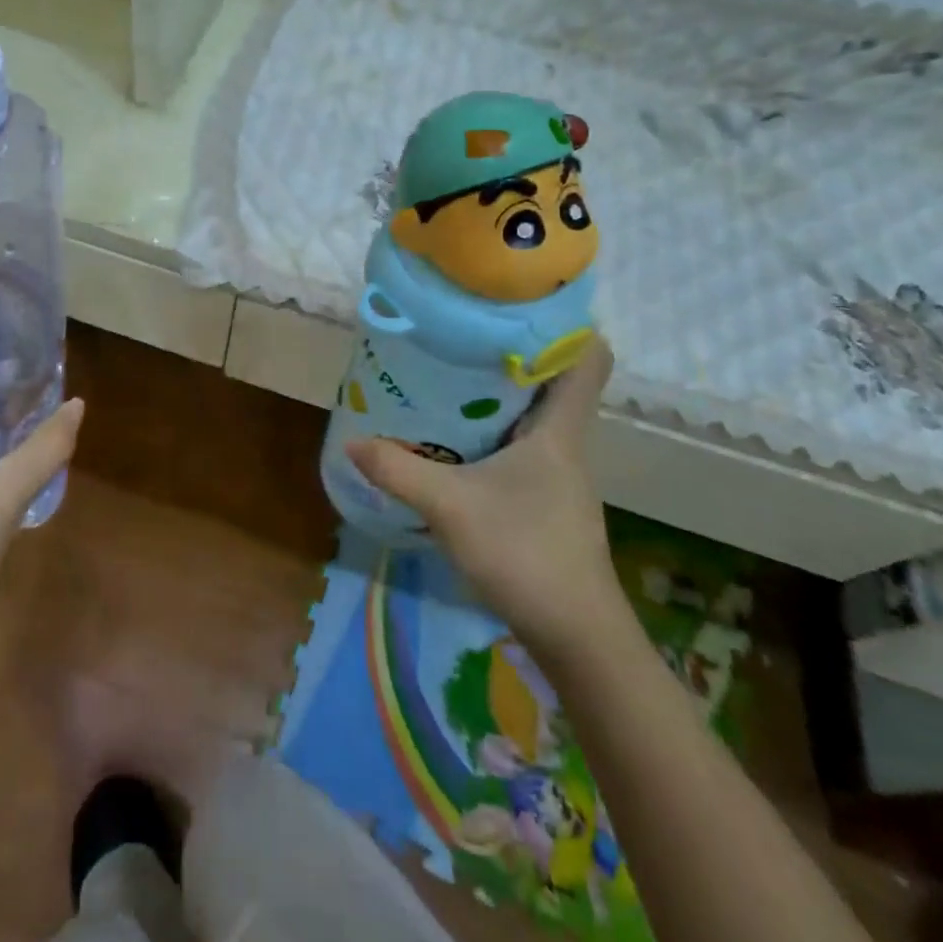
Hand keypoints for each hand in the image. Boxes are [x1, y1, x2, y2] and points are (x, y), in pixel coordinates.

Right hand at [346, 340, 621, 656]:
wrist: (577, 637)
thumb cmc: (525, 554)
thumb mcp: (450, 507)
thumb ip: (399, 470)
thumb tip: (352, 440)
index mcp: (559, 431)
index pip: (589, 358)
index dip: (565, 324)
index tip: (519, 304)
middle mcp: (565, 444)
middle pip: (553, 379)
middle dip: (511, 352)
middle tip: (460, 333)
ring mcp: (558, 474)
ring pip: (535, 414)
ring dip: (500, 393)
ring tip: (449, 375)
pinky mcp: (546, 500)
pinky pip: (522, 445)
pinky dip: (494, 430)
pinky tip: (456, 438)